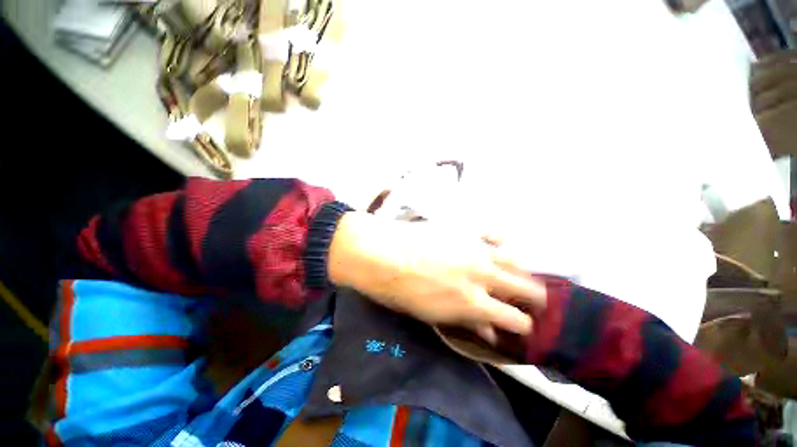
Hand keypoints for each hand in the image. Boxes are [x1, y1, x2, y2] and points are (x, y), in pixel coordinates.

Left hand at [328, 212, 545, 336]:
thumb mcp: (433, 315)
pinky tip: (498, 246)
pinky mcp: (465, 229)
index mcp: (472, 302)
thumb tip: (490, 329)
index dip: (524, 325)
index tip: (523, 325)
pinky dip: (500, 242)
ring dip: (522, 271)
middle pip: (526, 288)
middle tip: (532, 301)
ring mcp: (475, 248)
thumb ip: (466, 321)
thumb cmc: (400, 290)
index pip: (515, 320)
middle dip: (534, 299)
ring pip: (516, 260)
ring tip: (518, 274)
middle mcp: (482, 275)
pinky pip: (494, 233)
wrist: (381, 252)